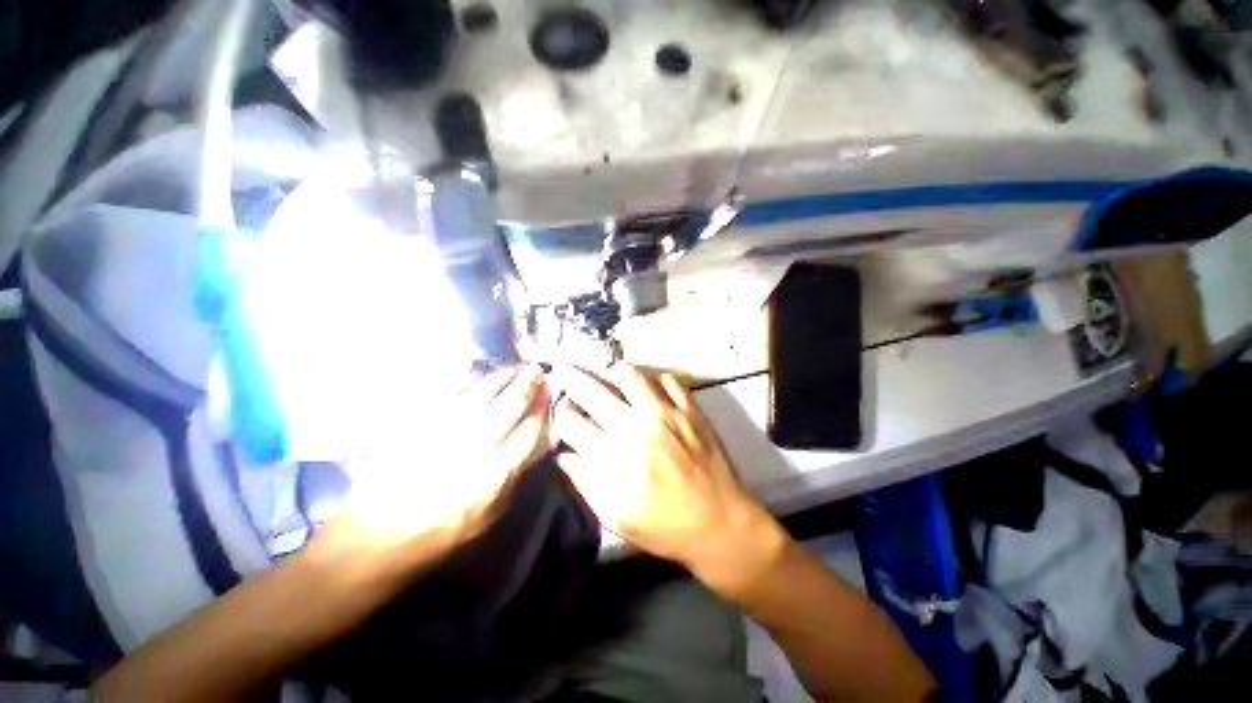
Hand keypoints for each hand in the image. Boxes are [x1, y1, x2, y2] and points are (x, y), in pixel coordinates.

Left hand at [335, 365, 550, 563]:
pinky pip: (449, 397)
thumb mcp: (488, 519)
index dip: (541, 411)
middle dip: (526, 387)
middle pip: (506, 409)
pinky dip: (470, 381)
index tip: (550, 396)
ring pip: (480, 397)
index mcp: (489, 481)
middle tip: (538, 371)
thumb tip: (535, 440)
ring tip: (517, 367)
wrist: (373, 542)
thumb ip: (514, 477)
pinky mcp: (415, 429)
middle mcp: (468, 453)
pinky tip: (483, 374)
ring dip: (503, 378)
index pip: (526, 434)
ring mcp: (440, 437)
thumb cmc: (440, 537)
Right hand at [552, 365, 784, 595]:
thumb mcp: (616, 517)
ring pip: (629, 374)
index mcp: (613, 457)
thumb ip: (585, 482)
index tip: (562, 411)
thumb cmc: (666, 527)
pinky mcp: (690, 409)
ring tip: (609, 377)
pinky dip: (653, 380)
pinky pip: (667, 379)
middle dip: (573, 379)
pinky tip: (649, 389)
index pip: (571, 421)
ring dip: (612, 374)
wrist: (722, 524)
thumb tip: (563, 453)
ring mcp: (666, 413)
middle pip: (593, 390)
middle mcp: (636, 427)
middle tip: (569, 374)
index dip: (560, 413)